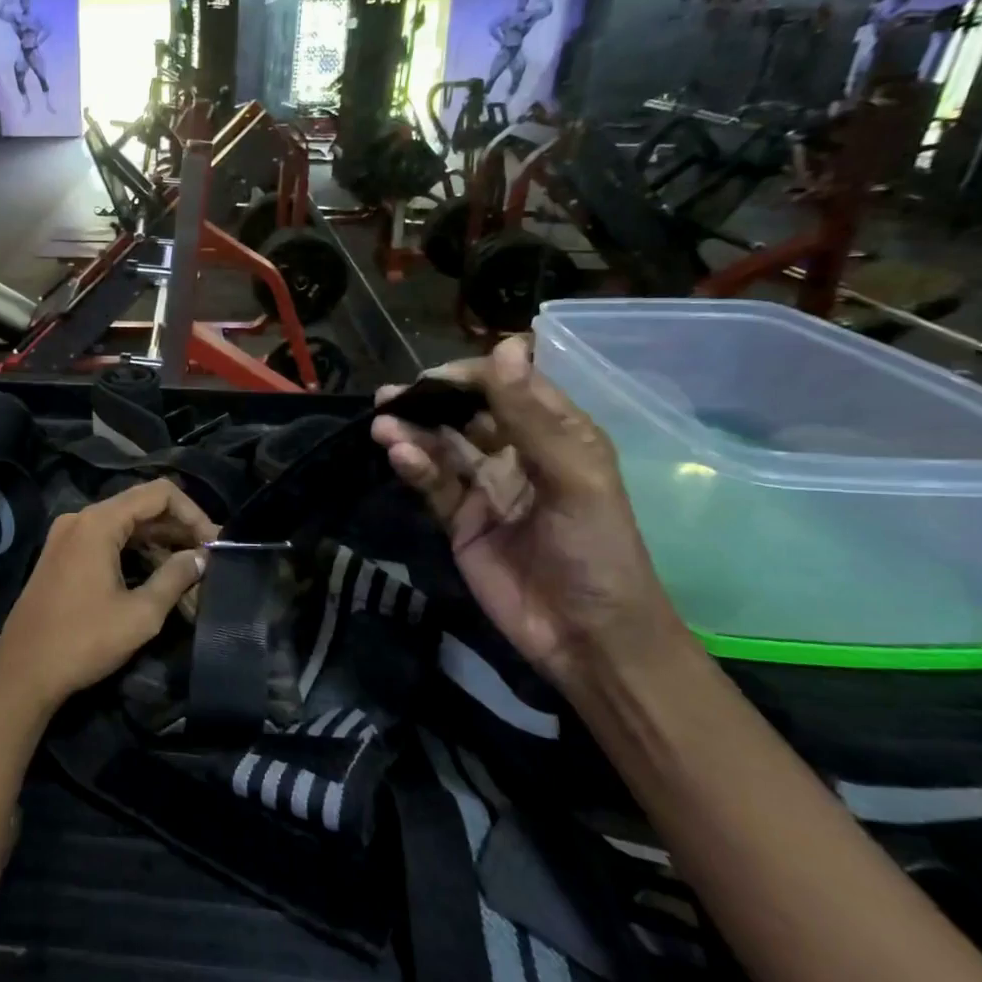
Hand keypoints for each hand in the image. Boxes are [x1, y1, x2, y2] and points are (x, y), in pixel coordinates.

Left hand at [0, 479, 218, 710]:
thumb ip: (175, 577)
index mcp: (98, 522)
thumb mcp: (141, 614)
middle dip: (178, 529)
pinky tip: (157, 575)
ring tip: (189, 571)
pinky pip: (106, 540)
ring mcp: (67, 536)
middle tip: (208, 558)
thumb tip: (202, 557)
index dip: (193, 513)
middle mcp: (80, 519)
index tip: (214, 543)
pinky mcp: (61, 555)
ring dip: (158, 543)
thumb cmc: (84, 641)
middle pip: (141, 506)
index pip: (159, 493)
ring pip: (124, 525)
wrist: (22, 672)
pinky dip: (134, 552)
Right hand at [372, 337, 689, 689]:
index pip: (509, 387)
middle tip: (391, 396)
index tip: (434, 377)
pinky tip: (399, 456)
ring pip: (442, 447)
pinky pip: (432, 484)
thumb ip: (531, 416)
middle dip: (430, 401)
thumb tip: (506, 345)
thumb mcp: (573, 478)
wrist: (587, 637)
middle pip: (466, 414)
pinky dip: (414, 467)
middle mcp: (517, 453)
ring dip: (413, 432)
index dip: (472, 376)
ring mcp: (485, 488)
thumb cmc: (597, 550)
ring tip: (383, 424)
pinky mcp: (460, 520)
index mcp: (557, 435)